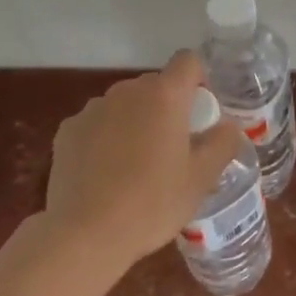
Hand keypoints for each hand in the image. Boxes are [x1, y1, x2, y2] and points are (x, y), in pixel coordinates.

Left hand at [43, 51, 243, 272]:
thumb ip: (222, 143)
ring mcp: (93, 108)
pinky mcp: (67, 130)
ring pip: (124, 104)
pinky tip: (104, 173)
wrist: (86, 234)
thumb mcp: (201, 179)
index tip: (200, 113)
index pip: (188, 61)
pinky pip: (96, 123)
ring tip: (135, 165)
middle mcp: (127, 91)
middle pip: (155, 84)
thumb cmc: (153, 203)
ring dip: (134, 121)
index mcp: (165, 95)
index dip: (198, 80)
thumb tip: (228, 126)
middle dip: (167, 107)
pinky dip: (104, 138)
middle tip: (173, 147)